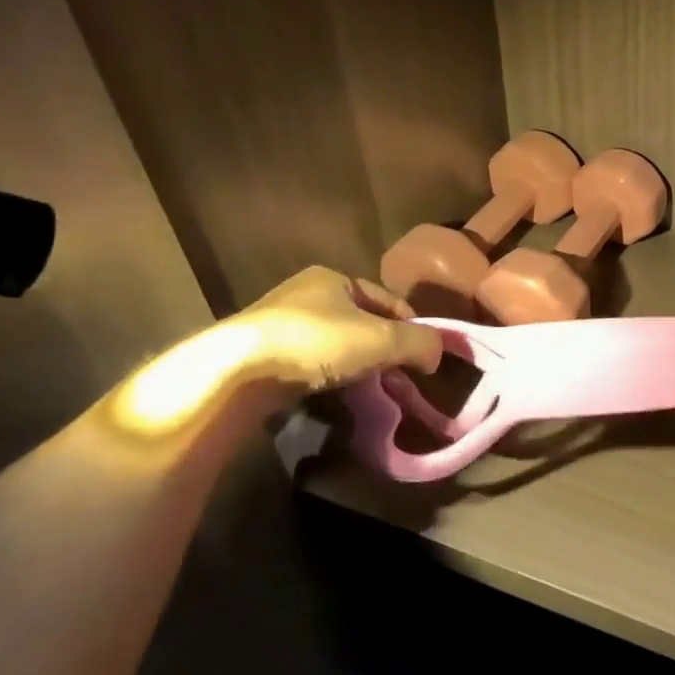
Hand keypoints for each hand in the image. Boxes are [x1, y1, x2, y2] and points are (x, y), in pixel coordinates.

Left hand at [233, 266, 441, 397]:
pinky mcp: (260, 356)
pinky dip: (330, 378)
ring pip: (337, 345)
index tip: (424, 356)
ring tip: (373, 391)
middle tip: (401, 377)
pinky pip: (312, 365)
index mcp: (333, 278)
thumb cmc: (317, 342)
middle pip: (363, 323)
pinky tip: (337, 396)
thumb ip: (420, 342)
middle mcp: (304, 294)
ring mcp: (278, 325)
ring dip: (359, 365)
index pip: (388, 300)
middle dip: (385, 348)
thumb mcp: (382, 338)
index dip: (413, 326)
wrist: (236, 373)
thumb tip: (438, 354)